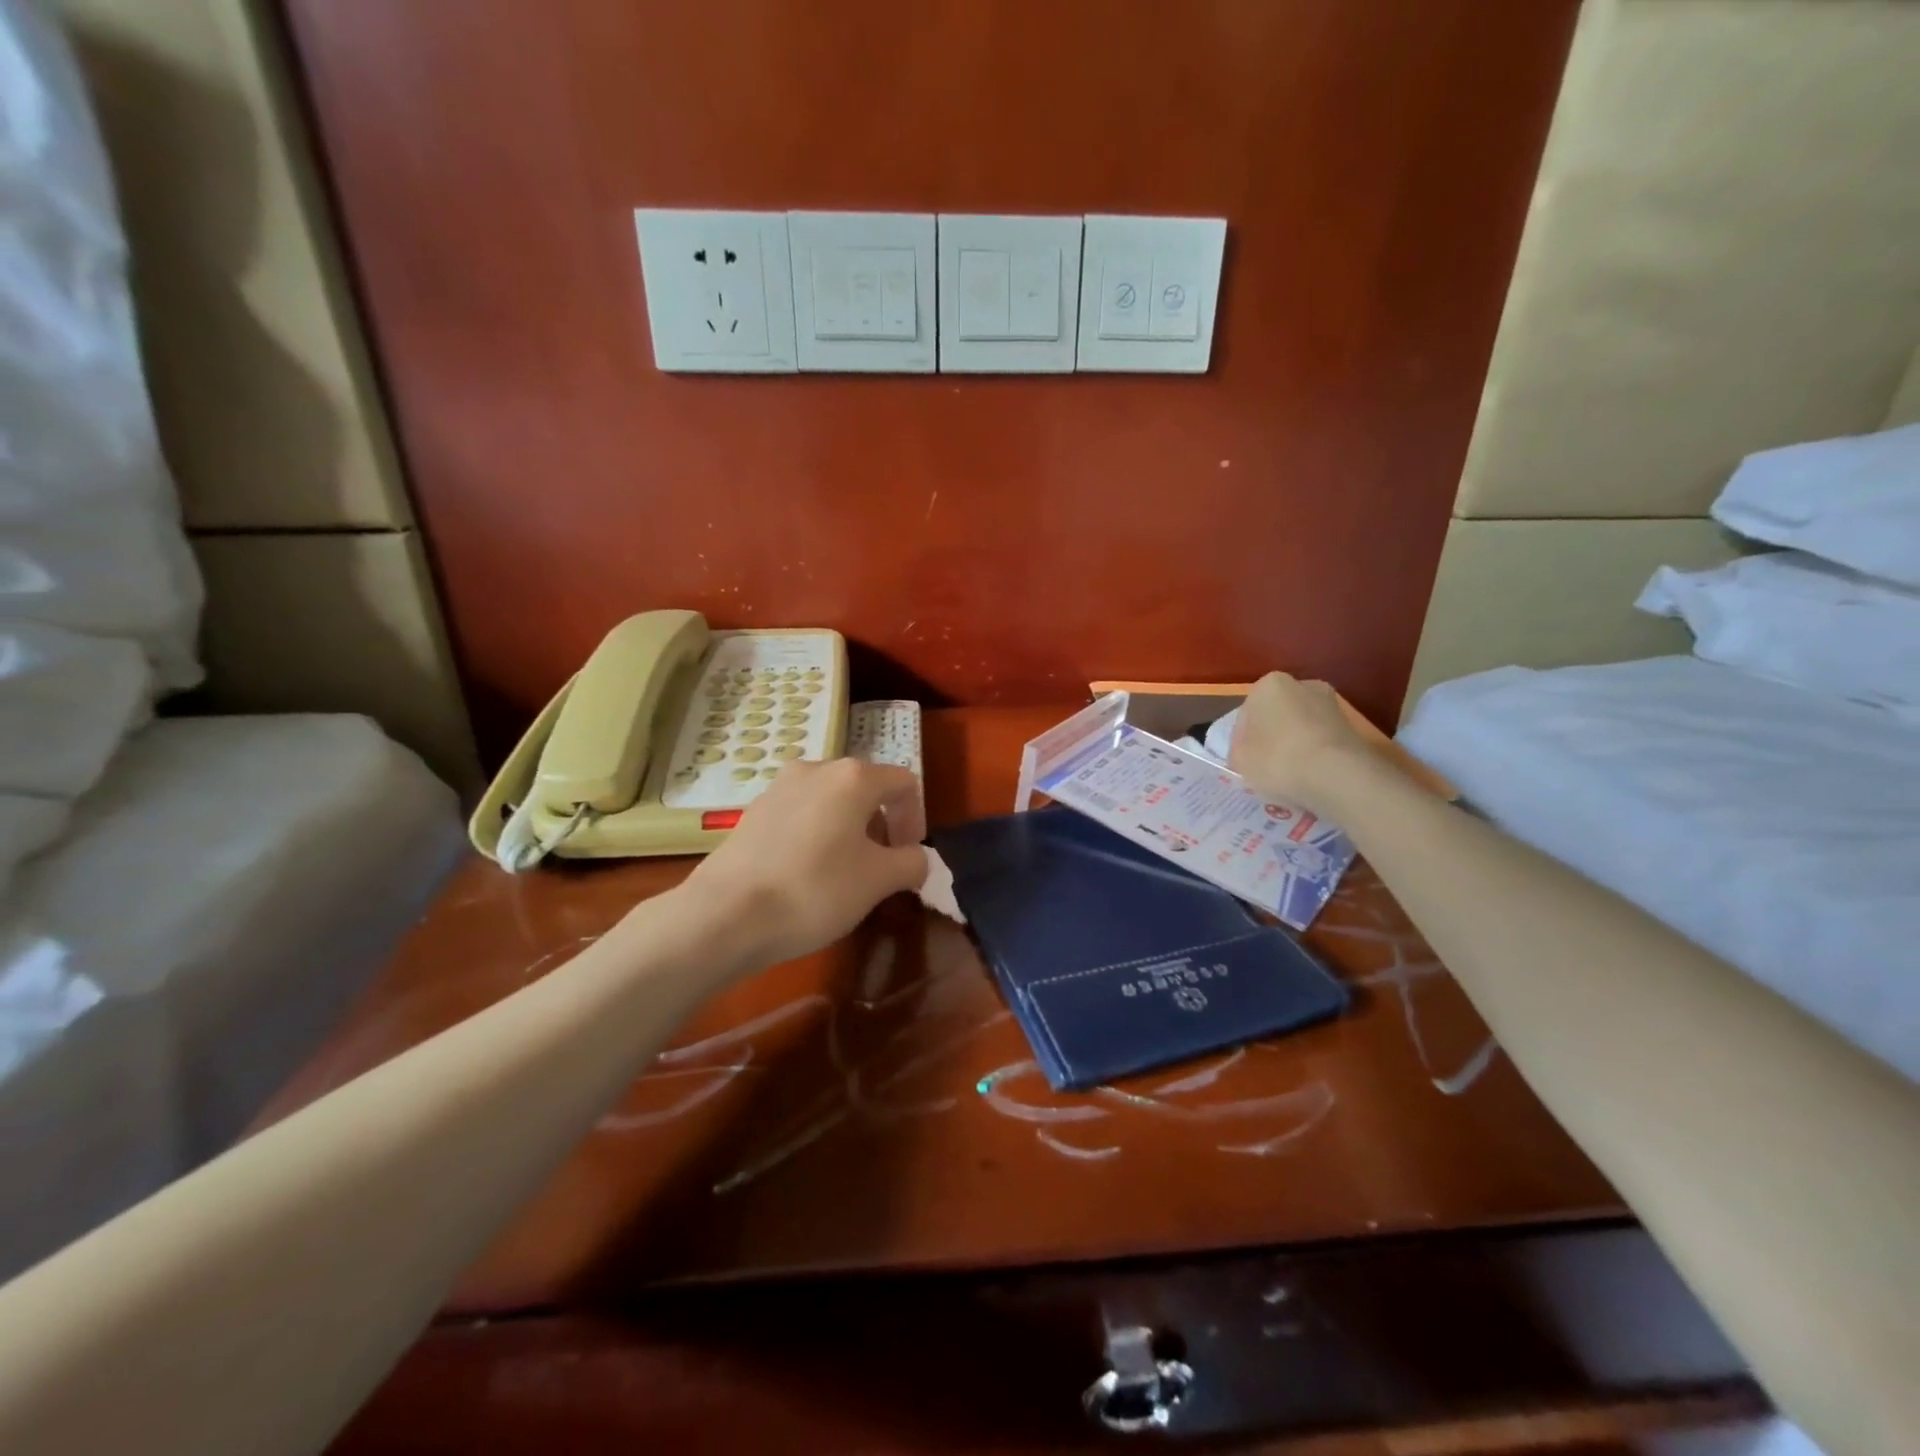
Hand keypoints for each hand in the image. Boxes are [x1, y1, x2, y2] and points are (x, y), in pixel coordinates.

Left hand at [679, 758, 928, 969]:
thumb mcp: (879, 881)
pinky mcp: (753, 811)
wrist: (726, 914)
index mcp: (853, 777)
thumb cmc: (815, 890)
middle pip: (866, 789)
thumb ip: (912, 862)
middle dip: (882, 826)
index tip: (909, 858)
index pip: (904, 784)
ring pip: (831, 802)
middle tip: (881, 867)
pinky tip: (806, 874)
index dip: (916, 820)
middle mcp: (816, 768)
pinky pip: (801, 815)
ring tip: (844, 873)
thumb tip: (915, 858)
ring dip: (849, 831)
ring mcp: (779, 787)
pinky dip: (816, 836)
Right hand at [1228, 672, 1371, 814]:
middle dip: (1271, 738)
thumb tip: (1248, 754)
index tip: (1242, 762)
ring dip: (1294, 747)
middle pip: (1276, 716)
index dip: (1241, 741)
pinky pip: (1322, 743)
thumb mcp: (1239, 760)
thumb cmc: (1278, 759)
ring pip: (1301, 729)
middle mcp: (1303, 685)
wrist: (1339, 776)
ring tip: (1288, 777)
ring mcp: (1332, 706)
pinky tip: (1310, 779)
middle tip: (1264, 767)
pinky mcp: (1353, 729)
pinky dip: (1315, 757)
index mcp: (1269, 685)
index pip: (1246, 714)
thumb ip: (1238, 752)